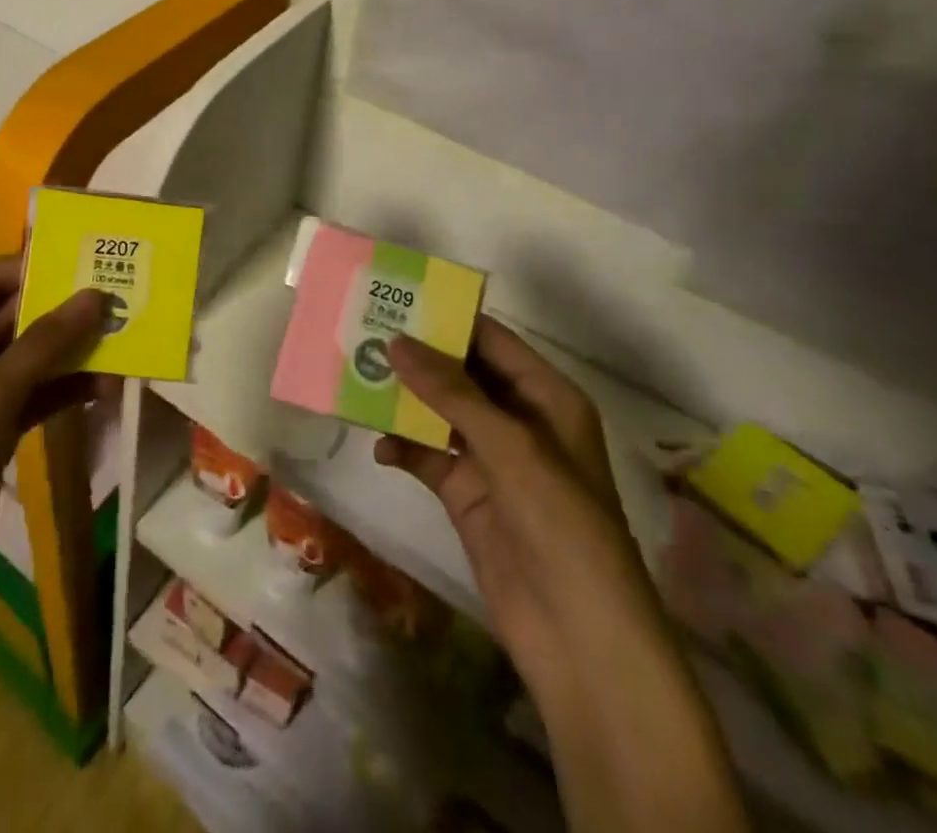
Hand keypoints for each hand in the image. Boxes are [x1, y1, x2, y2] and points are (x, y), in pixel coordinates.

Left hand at [0, 257, 106, 619]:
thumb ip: (46, 342)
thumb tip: (96, 294)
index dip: (34, 267)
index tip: (86, 263)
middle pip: (14, 317)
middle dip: (63, 311)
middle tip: (118, 301)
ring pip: (31, 357)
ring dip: (72, 352)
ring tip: (123, 343)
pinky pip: (37, 394)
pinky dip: (67, 389)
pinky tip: (105, 388)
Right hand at [373, 316, 662, 687]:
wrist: (579, 638)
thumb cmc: (561, 524)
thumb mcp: (510, 447)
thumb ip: (451, 392)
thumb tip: (396, 341)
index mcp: (546, 398)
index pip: (491, 341)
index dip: (447, 319)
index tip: (396, 299)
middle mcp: (519, 421)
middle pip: (460, 373)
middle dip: (416, 357)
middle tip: (363, 333)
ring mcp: (491, 460)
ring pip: (439, 413)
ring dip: (403, 400)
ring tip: (356, 378)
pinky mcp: (467, 496)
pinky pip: (428, 457)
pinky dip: (403, 448)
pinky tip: (379, 447)